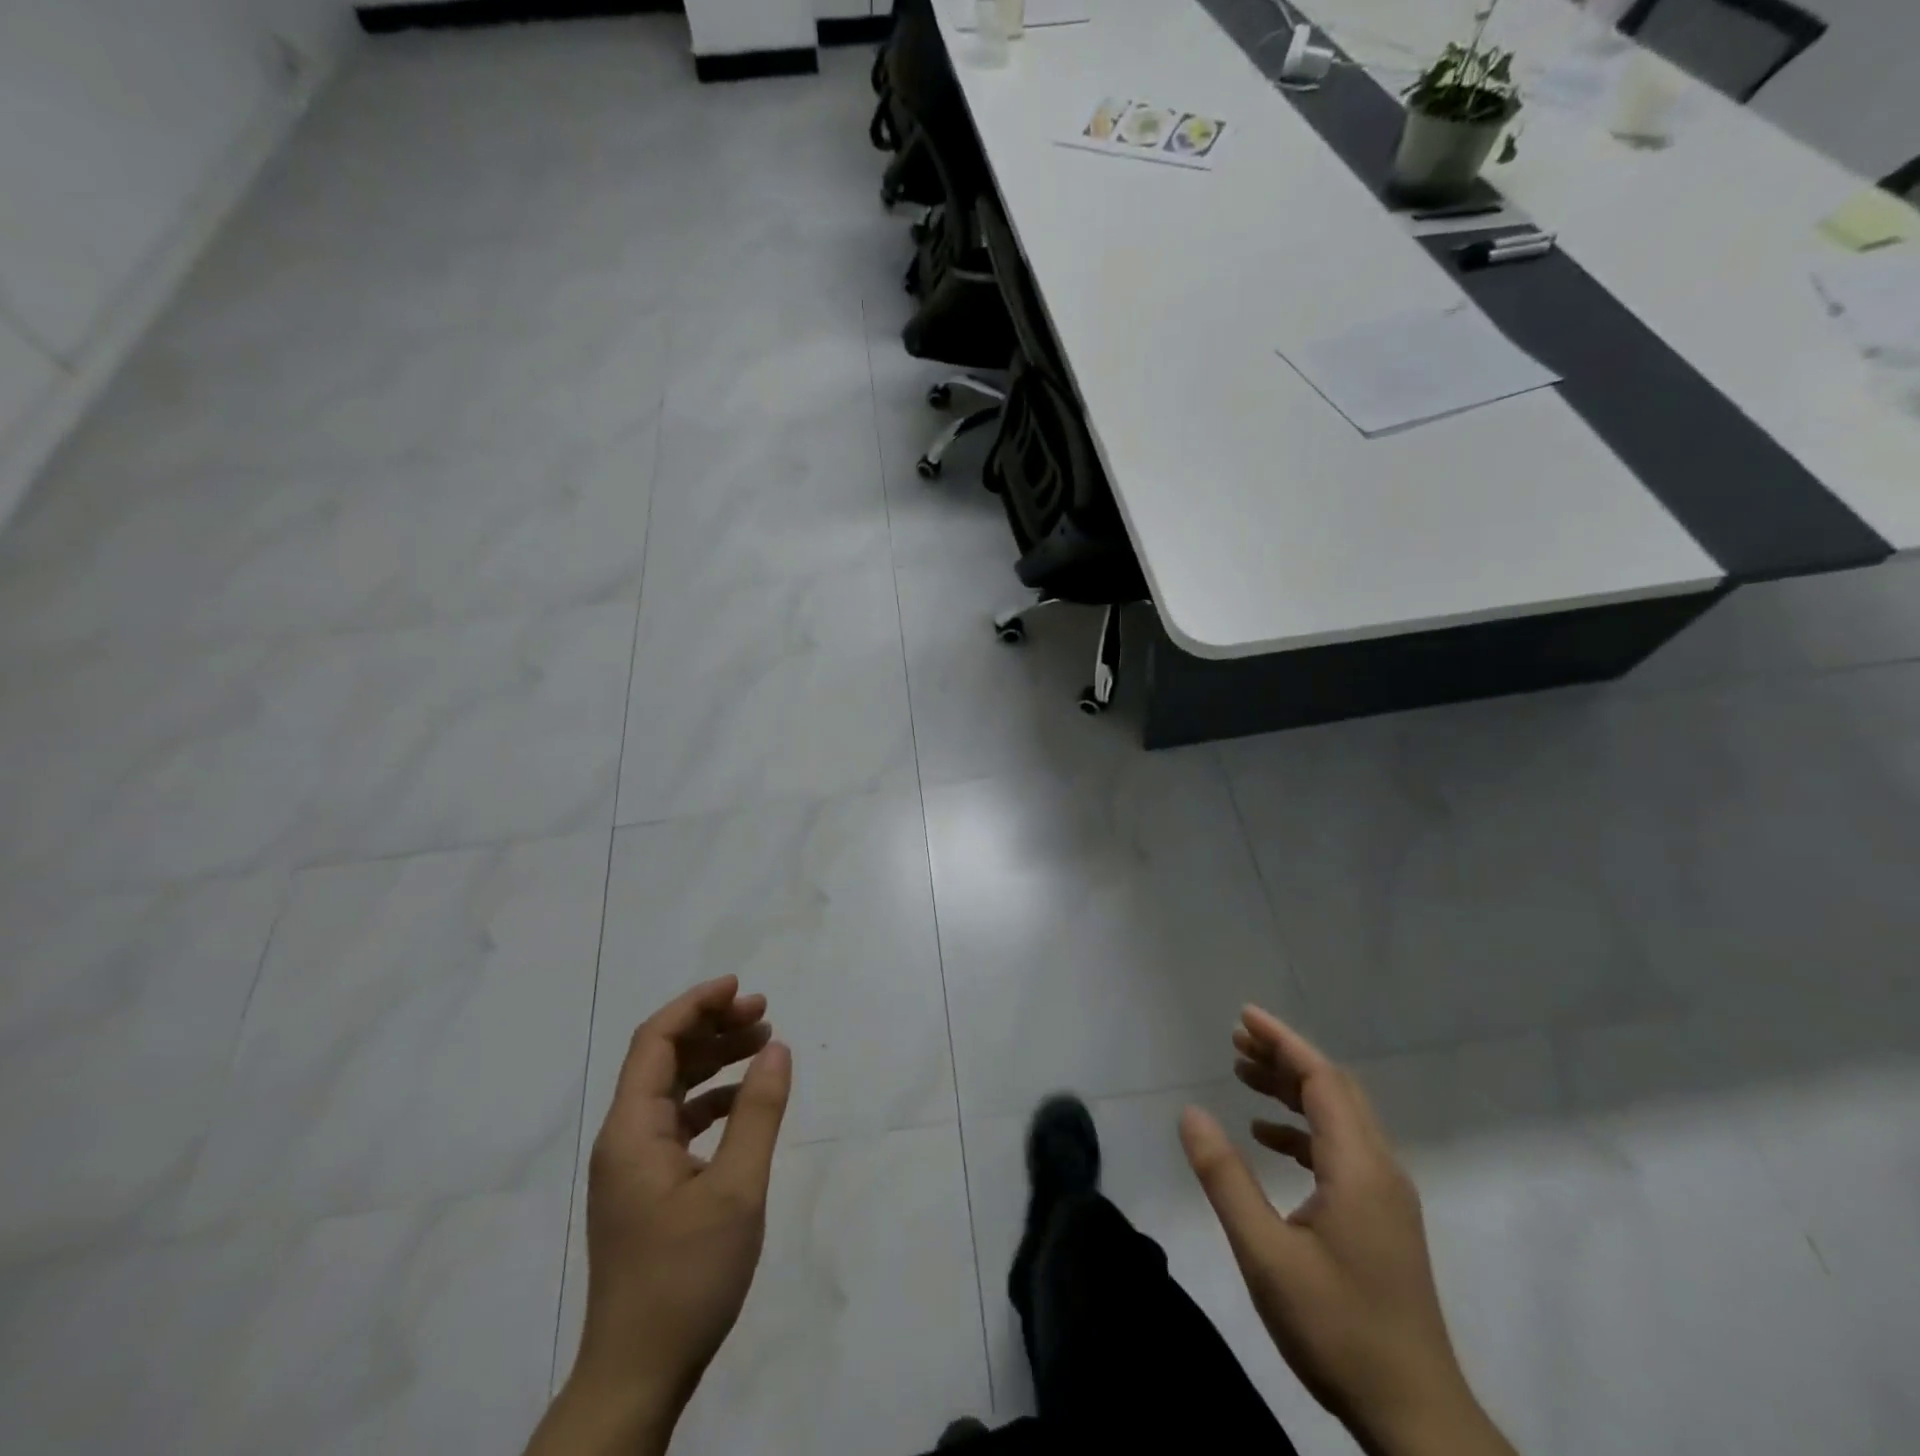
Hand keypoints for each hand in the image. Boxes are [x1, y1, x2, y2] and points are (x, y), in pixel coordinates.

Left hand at [528, 977, 791, 1455]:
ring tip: (762, 1043)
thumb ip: (758, 1112)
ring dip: (714, 1060)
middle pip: (663, 1059)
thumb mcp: (736, 1190)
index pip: (655, 1041)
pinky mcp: (647, 1189)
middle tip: (763, 1013)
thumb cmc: (685, 1277)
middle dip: (711, 1027)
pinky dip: (711, 1099)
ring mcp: (633, 1166)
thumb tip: (777, 1048)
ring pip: (672, 1088)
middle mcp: (624, 1138)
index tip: (740, 988)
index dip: (696, 1005)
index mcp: (631, 1130)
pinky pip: (678, 1122)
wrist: (638, 1376)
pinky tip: (744, 1101)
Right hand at [1179, 1006, 1513, 1455]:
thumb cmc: (1337, 1329)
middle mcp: (1380, 1169)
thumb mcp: (1266, 1254)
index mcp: (1360, 1167)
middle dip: (1285, 1057)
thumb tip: (1191, 1113)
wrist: (1416, 1418)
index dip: (1282, 1041)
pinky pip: (1341, 1150)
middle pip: (1333, 1089)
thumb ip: (1226, 1178)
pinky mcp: (1381, 1219)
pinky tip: (1267, 1140)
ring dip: (1293, 1090)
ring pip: (1338, 1118)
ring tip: (1243, 1074)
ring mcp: (1385, 1196)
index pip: (1322, 1079)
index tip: (1243, 1016)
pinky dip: (1302, 1131)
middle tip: (1235, 1040)